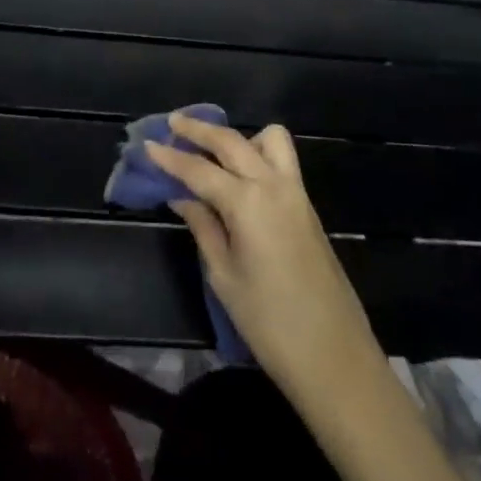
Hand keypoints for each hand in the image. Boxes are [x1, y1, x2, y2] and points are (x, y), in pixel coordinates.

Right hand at [146, 113, 380, 398]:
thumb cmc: (269, 323)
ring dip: (240, 137)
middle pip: (231, 141)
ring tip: (215, 153)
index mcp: (247, 202)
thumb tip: (182, 197)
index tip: (146, 144)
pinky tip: (240, 178)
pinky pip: (281, 161)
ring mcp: (295, 192)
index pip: (199, 169)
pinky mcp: (307, 206)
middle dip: (199, 129)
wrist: (334, 357)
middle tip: (173, 123)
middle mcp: (273, 185)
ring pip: (268, 139)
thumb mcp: (224, 276)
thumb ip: (203, 227)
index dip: (170, 157)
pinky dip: (258, 154)